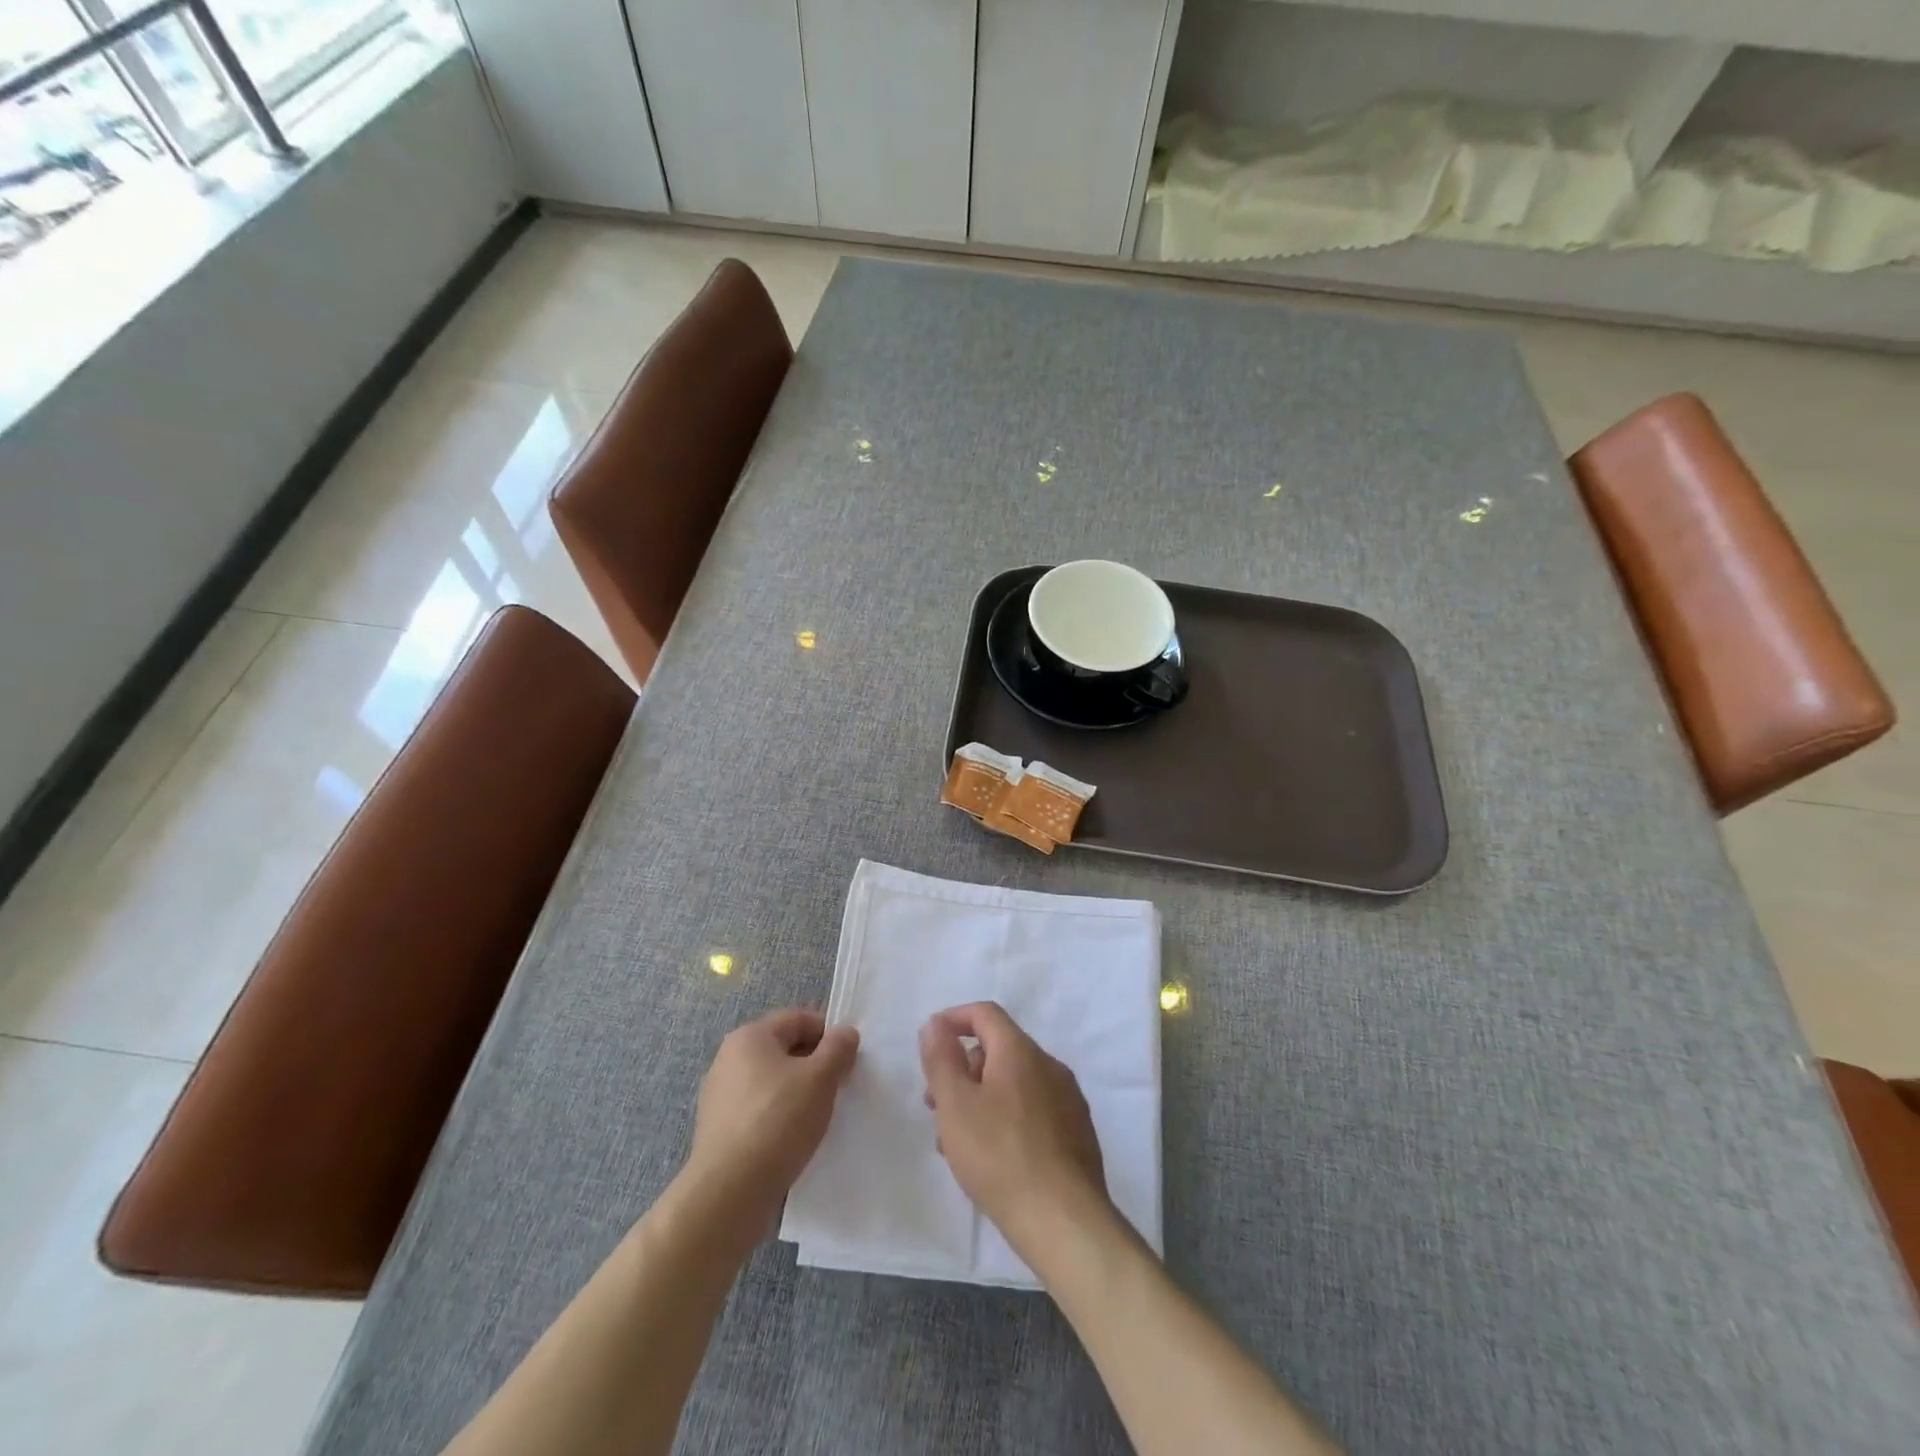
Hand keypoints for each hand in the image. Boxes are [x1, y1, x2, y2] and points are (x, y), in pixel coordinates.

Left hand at [685, 1008, 858, 1245]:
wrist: (729, 1192)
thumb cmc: (778, 1121)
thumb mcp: (820, 1078)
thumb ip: (838, 1049)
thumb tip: (844, 1034)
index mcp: (750, 1037)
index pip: (798, 1020)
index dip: (828, 1033)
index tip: (849, 1058)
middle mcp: (729, 1060)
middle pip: (783, 1050)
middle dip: (814, 1064)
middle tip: (840, 1086)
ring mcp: (720, 1097)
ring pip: (772, 1082)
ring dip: (798, 1092)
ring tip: (820, 1116)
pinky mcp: (719, 1131)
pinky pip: (759, 1111)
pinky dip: (780, 1117)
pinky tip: (795, 1139)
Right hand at [919, 1002, 1109, 1257]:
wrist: (1064, 1220)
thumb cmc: (999, 1155)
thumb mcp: (955, 1104)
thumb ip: (941, 1059)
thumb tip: (935, 1024)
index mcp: (1021, 1051)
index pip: (985, 1014)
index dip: (954, 1019)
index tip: (930, 1041)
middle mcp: (1049, 1065)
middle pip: (999, 1050)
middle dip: (963, 1069)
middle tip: (936, 1105)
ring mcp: (1068, 1100)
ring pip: (1014, 1084)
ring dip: (981, 1099)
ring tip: (957, 1142)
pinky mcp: (1077, 1133)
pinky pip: (1033, 1111)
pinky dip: (1006, 1119)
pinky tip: (992, 1159)